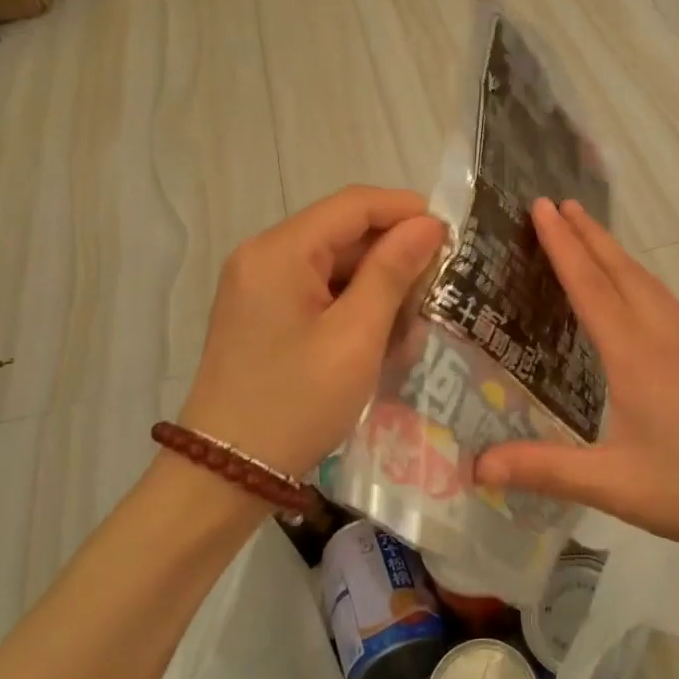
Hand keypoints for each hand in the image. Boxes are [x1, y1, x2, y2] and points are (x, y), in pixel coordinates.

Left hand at [179, 187, 447, 477]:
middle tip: (441, 283)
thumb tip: (428, 225)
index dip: (406, 210)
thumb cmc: (296, 403)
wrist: (226, 474)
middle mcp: (263, 255)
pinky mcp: (263, 312)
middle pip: (342, 231)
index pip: (353, 204)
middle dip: (394, 252)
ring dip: (377, 282)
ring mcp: (259, 284)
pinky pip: (318, 289)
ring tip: (416, 314)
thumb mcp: (355, 338)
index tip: (452, 234)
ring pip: (333, 262)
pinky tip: (381, 332)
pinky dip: (353, 303)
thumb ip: (392, 272)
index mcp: (279, 251)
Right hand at [477, 199, 678, 570]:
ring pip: (646, 281)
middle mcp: (661, 336)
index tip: (541, 206)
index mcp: (634, 356)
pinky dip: (639, 277)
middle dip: (588, 233)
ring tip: (591, 232)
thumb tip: (478, 467)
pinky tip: (640, 289)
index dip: (562, 245)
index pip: (590, 286)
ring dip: (614, 251)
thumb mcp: (614, 485)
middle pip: (620, 271)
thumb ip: (545, 470)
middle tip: (559, 203)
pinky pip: (664, 298)